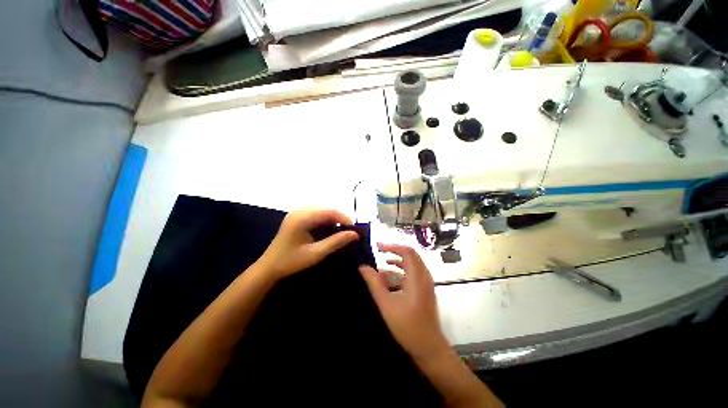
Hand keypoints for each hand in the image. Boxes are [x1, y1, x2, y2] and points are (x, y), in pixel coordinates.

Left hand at [257, 208, 359, 280]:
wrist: (269, 267)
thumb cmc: (291, 261)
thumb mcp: (316, 253)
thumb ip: (336, 242)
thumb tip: (354, 234)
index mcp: (302, 218)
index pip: (329, 212)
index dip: (344, 218)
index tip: (354, 230)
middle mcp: (299, 211)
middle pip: (326, 209)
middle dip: (339, 219)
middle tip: (347, 233)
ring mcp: (296, 213)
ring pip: (322, 211)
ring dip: (332, 220)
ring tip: (339, 233)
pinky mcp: (296, 217)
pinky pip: (315, 214)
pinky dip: (324, 221)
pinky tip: (326, 232)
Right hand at [359, 244, 448, 362]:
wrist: (429, 348)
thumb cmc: (407, 325)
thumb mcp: (386, 303)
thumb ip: (374, 283)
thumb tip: (363, 267)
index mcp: (417, 276)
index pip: (407, 251)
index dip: (392, 246)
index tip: (378, 246)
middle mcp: (424, 276)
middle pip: (410, 255)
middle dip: (394, 251)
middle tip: (379, 251)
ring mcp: (426, 283)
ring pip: (412, 264)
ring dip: (397, 261)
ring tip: (382, 262)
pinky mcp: (425, 290)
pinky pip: (413, 273)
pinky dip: (401, 271)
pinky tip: (389, 277)